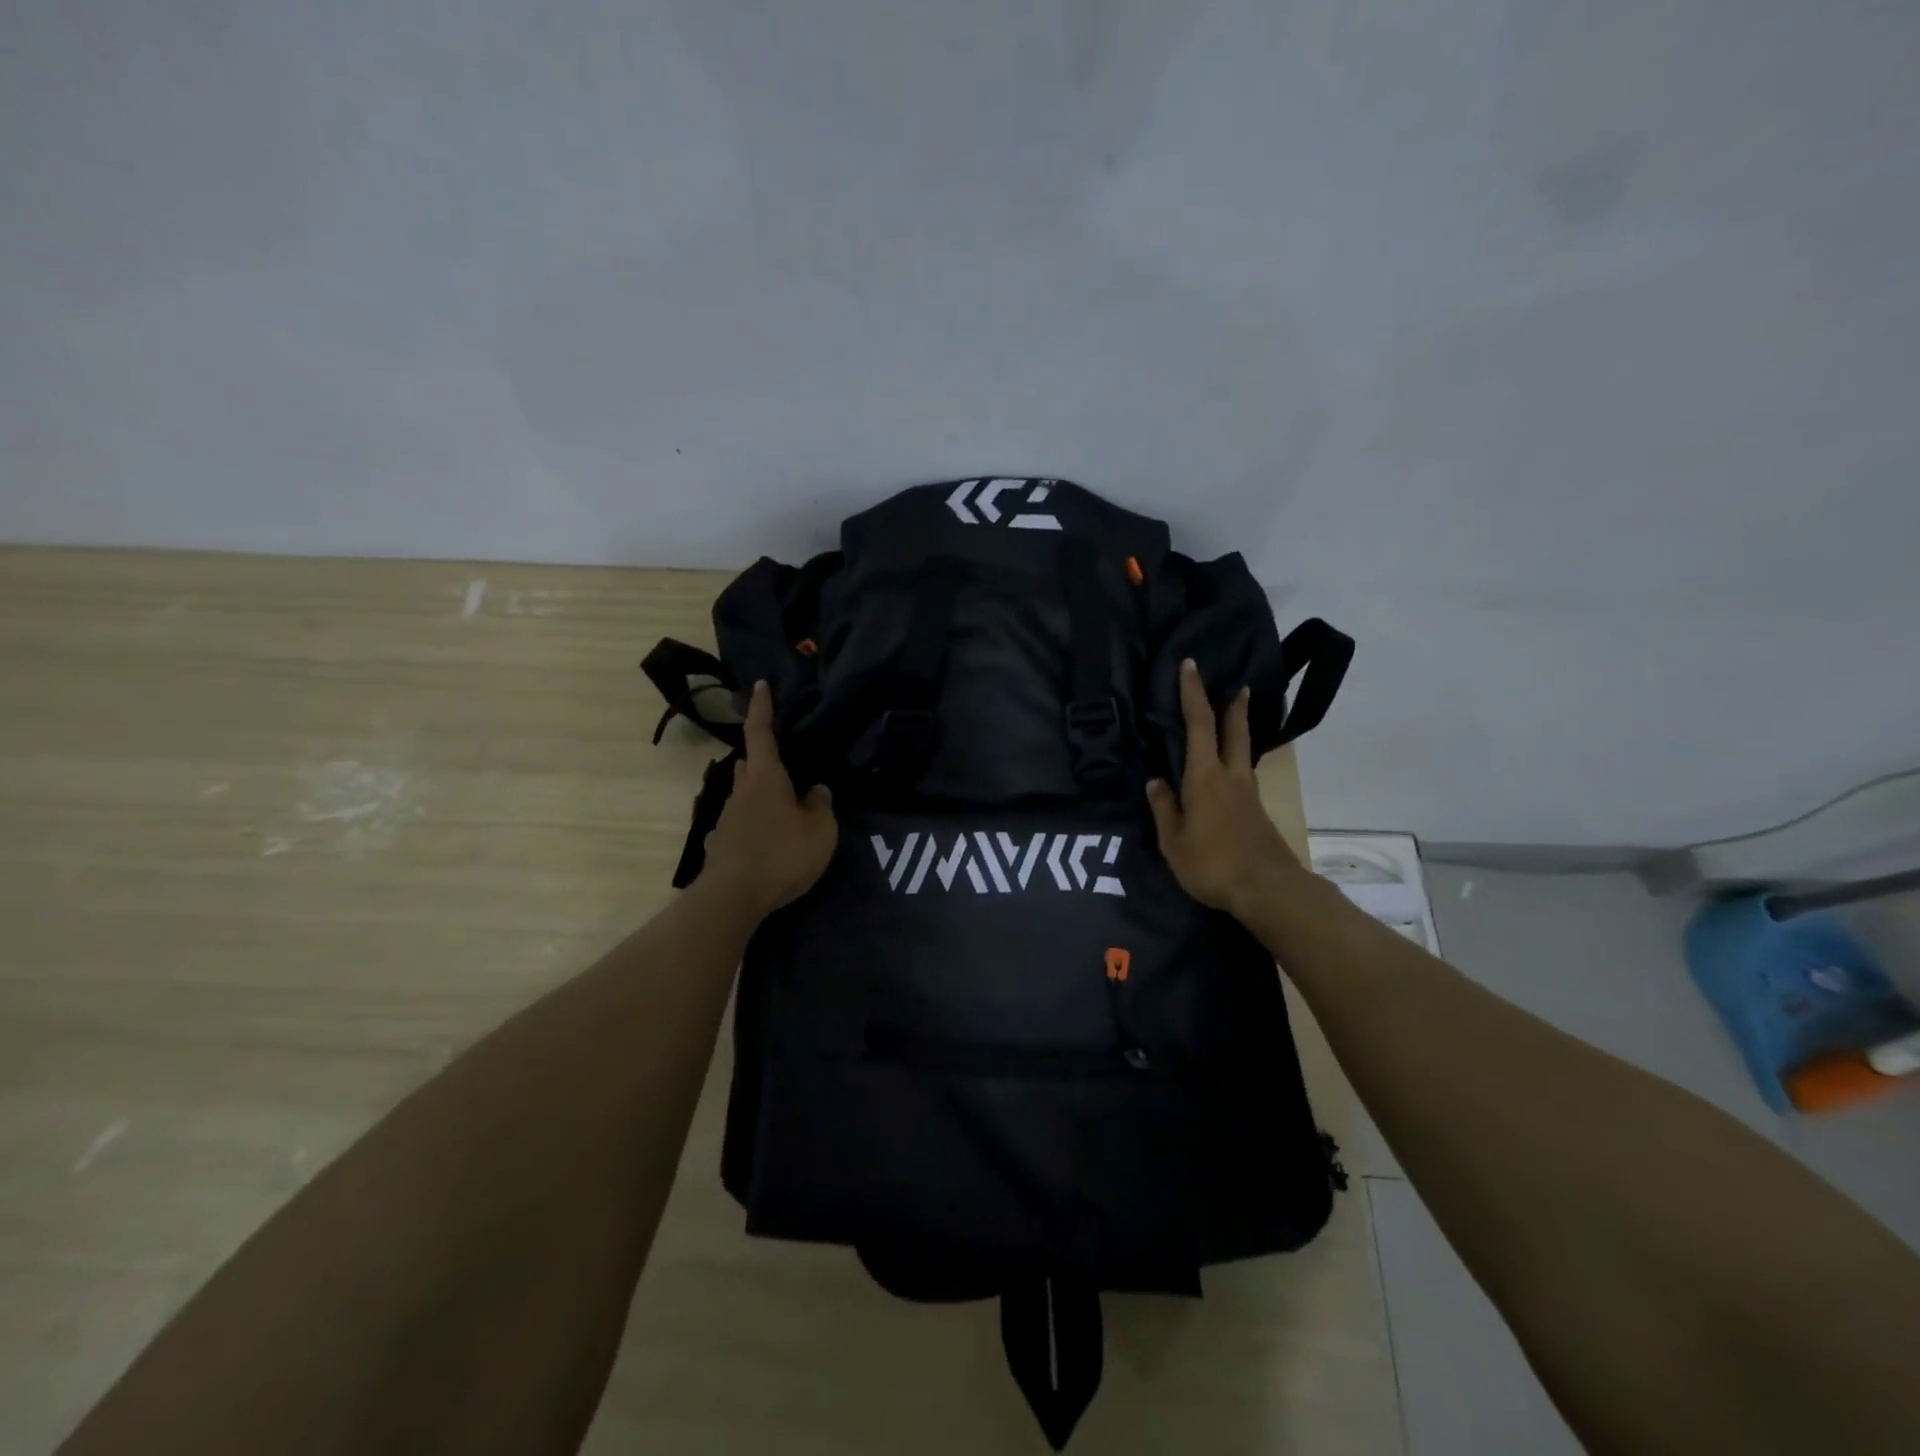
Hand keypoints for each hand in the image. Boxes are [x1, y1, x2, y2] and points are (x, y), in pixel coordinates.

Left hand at [698, 681, 837, 914]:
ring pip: (743, 796)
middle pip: (749, 766)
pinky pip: (739, 825)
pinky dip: (752, 826)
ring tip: (781, 809)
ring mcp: (726, 819)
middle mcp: (741, 792)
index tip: (760, 685)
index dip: (762, 708)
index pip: (761, 733)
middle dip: (762, 760)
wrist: (733, 896)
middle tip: (782, 763)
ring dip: (759, 796)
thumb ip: (821, 806)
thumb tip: (817, 790)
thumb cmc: (782, 854)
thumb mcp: (819, 831)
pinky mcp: (720, 845)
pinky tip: (764, 842)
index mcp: (766, 778)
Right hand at [1146, 659, 1301, 921]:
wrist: (1268, 889)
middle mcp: (1231, 777)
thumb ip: (1164, 809)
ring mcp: (1249, 795)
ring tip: (1233, 724)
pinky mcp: (1258, 813)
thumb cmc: (1212, 863)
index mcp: (1205, 777)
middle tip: (1238, 686)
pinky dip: (1236, 764)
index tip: (1190, 666)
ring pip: (1243, 753)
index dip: (1193, 693)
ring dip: (1239, 733)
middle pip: (1234, 732)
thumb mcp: (1173, 841)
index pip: (1199, 724)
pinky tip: (1228, 777)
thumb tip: (1155, 782)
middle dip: (1233, 707)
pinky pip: (1243, 777)